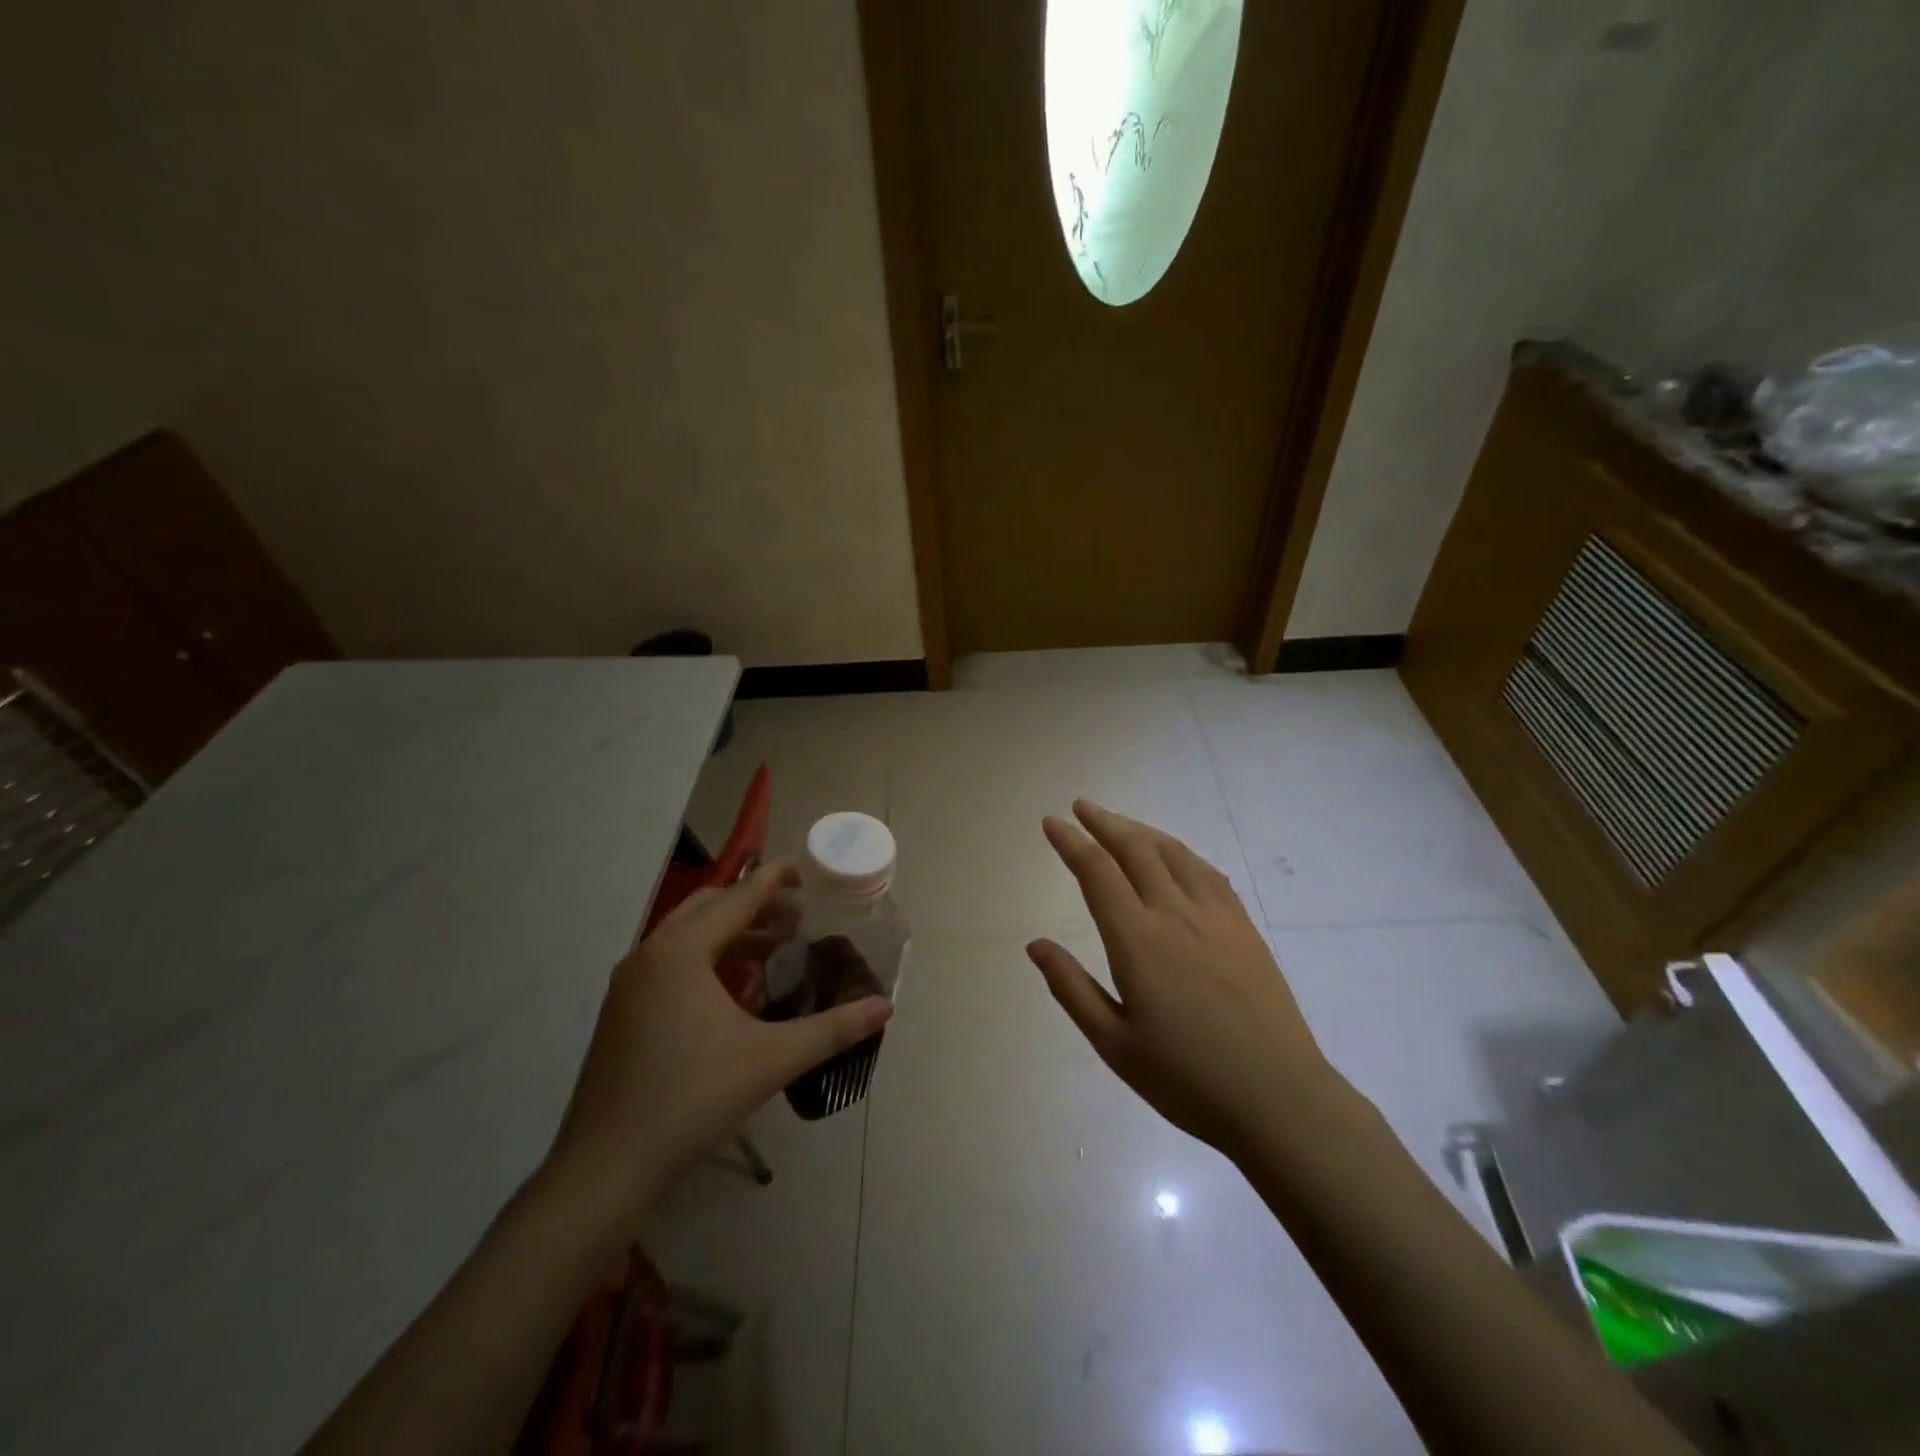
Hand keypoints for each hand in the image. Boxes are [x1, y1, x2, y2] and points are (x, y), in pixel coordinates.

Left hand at [546, 862, 891, 1227]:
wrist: (605, 1169)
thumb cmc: (691, 1101)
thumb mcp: (771, 1060)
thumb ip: (832, 1029)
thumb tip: (885, 1007)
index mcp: (681, 951)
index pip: (738, 897)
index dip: (774, 879)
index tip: (805, 870)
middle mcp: (650, 954)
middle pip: (709, 907)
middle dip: (754, 904)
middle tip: (797, 915)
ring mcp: (628, 983)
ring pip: (686, 935)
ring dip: (731, 931)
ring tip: (774, 947)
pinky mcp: (621, 1011)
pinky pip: (670, 962)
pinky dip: (707, 957)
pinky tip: (734, 989)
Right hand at [1028, 801, 1342, 1160]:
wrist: (1279, 1099)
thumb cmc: (1187, 1079)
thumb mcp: (1114, 1044)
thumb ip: (1072, 988)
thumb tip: (1036, 945)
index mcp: (1137, 940)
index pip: (1097, 872)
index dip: (1072, 842)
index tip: (1052, 823)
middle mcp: (1175, 914)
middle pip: (1135, 849)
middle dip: (1104, 822)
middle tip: (1081, 807)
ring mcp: (1216, 916)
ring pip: (1173, 853)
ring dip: (1141, 831)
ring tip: (1120, 824)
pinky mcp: (1244, 927)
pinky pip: (1208, 872)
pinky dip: (1180, 852)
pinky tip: (1175, 856)